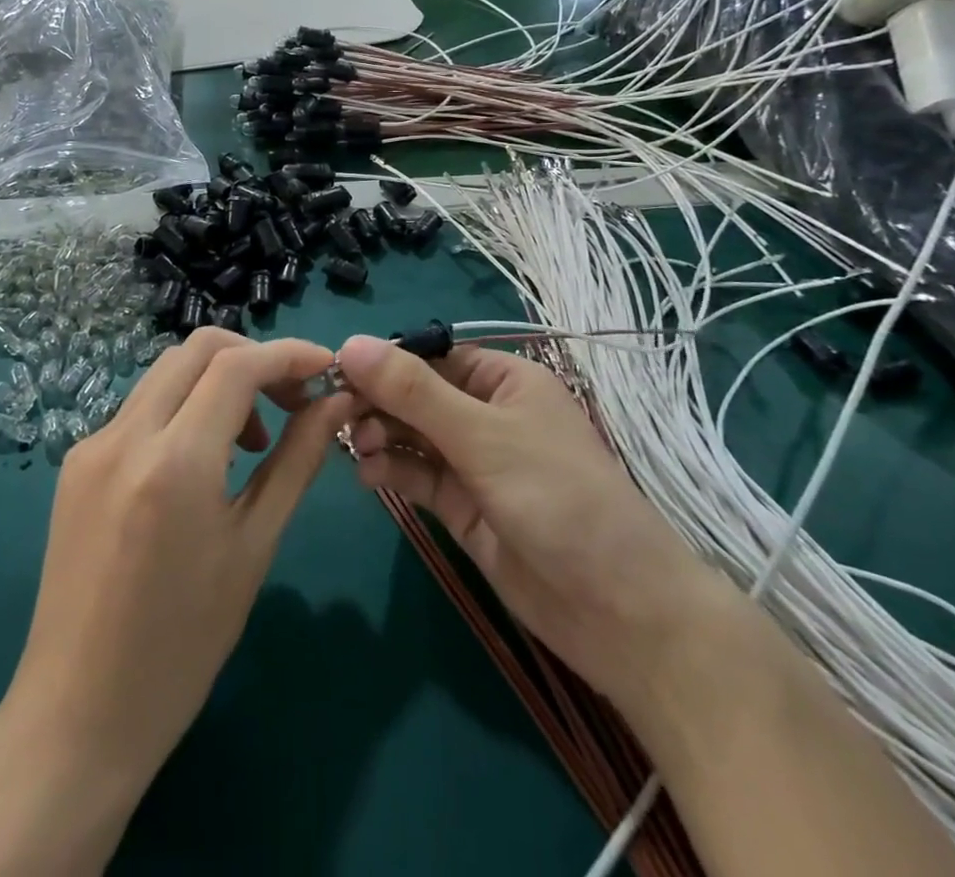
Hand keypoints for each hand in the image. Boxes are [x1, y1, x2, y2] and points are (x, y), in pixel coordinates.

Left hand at [0, 330, 352, 876]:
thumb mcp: (254, 548)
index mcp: (174, 461)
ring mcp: (92, 445)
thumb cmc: (182, 646)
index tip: (327, 369)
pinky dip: (185, 408)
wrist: (77, 717)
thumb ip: (297, 461)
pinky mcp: (76, 462)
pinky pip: (142, 407)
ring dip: (219, 380)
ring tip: (253, 440)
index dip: (289, 355)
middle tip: (293, 401)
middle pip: (198, 349)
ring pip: (168, 371)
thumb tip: (336, 404)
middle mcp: (125, 435)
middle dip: (255, 358)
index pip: (238, 365)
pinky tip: (203, 461)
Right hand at [335, 336, 721, 700]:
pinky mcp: (463, 507)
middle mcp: (487, 414)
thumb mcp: (483, 436)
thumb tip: (351, 343)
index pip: (432, 356)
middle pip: (417, 395)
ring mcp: (474, 463)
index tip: (336, 370)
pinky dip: (391, 471)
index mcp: (504, 380)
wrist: (618, 611)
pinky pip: (418, 476)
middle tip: (337, 415)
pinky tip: (368, 476)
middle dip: (379, 401)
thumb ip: (414, 392)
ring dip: (381, 435)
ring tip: (356, 447)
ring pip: (412, 435)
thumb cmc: (558, 497)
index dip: (385, 362)